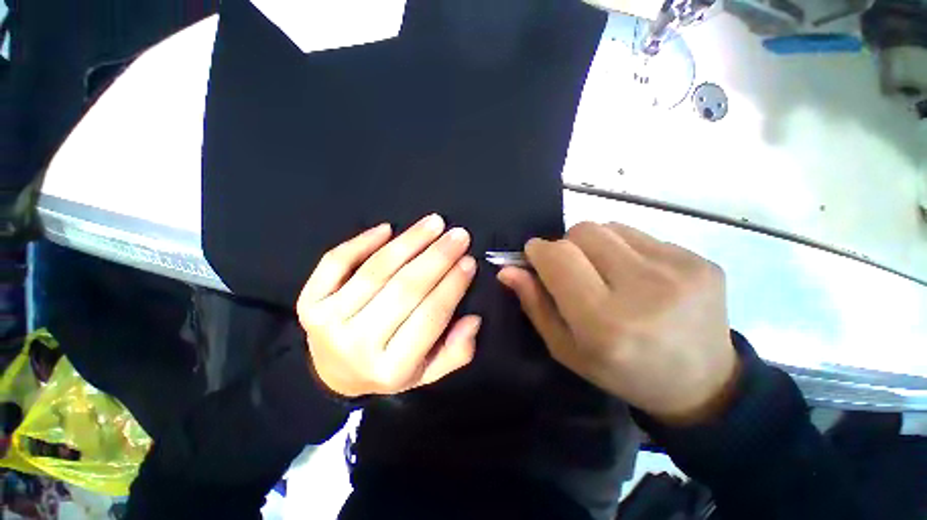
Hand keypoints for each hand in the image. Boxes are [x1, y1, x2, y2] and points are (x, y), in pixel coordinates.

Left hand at [296, 215, 479, 397]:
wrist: (336, 373)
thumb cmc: (390, 367)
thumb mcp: (429, 371)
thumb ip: (456, 351)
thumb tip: (472, 320)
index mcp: (393, 368)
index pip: (431, 316)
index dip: (453, 285)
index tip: (469, 260)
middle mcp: (358, 346)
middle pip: (405, 290)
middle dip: (437, 257)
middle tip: (458, 235)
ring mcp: (328, 322)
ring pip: (376, 271)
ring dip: (409, 242)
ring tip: (433, 223)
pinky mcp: (309, 302)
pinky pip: (336, 262)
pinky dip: (362, 241)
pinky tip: (387, 229)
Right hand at [498, 222, 738, 424]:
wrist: (702, 384)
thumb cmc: (621, 371)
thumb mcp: (565, 348)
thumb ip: (534, 304)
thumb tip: (507, 269)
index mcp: (604, 322)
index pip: (558, 256)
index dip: (538, 251)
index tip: (535, 257)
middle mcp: (644, 290)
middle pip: (583, 231)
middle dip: (566, 246)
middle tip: (574, 271)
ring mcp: (679, 270)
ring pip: (609, 227)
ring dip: (595, 245)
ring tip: (607, 273)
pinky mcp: (700, 260)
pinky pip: (640, 234)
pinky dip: (624, 248)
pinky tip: (638, 276)